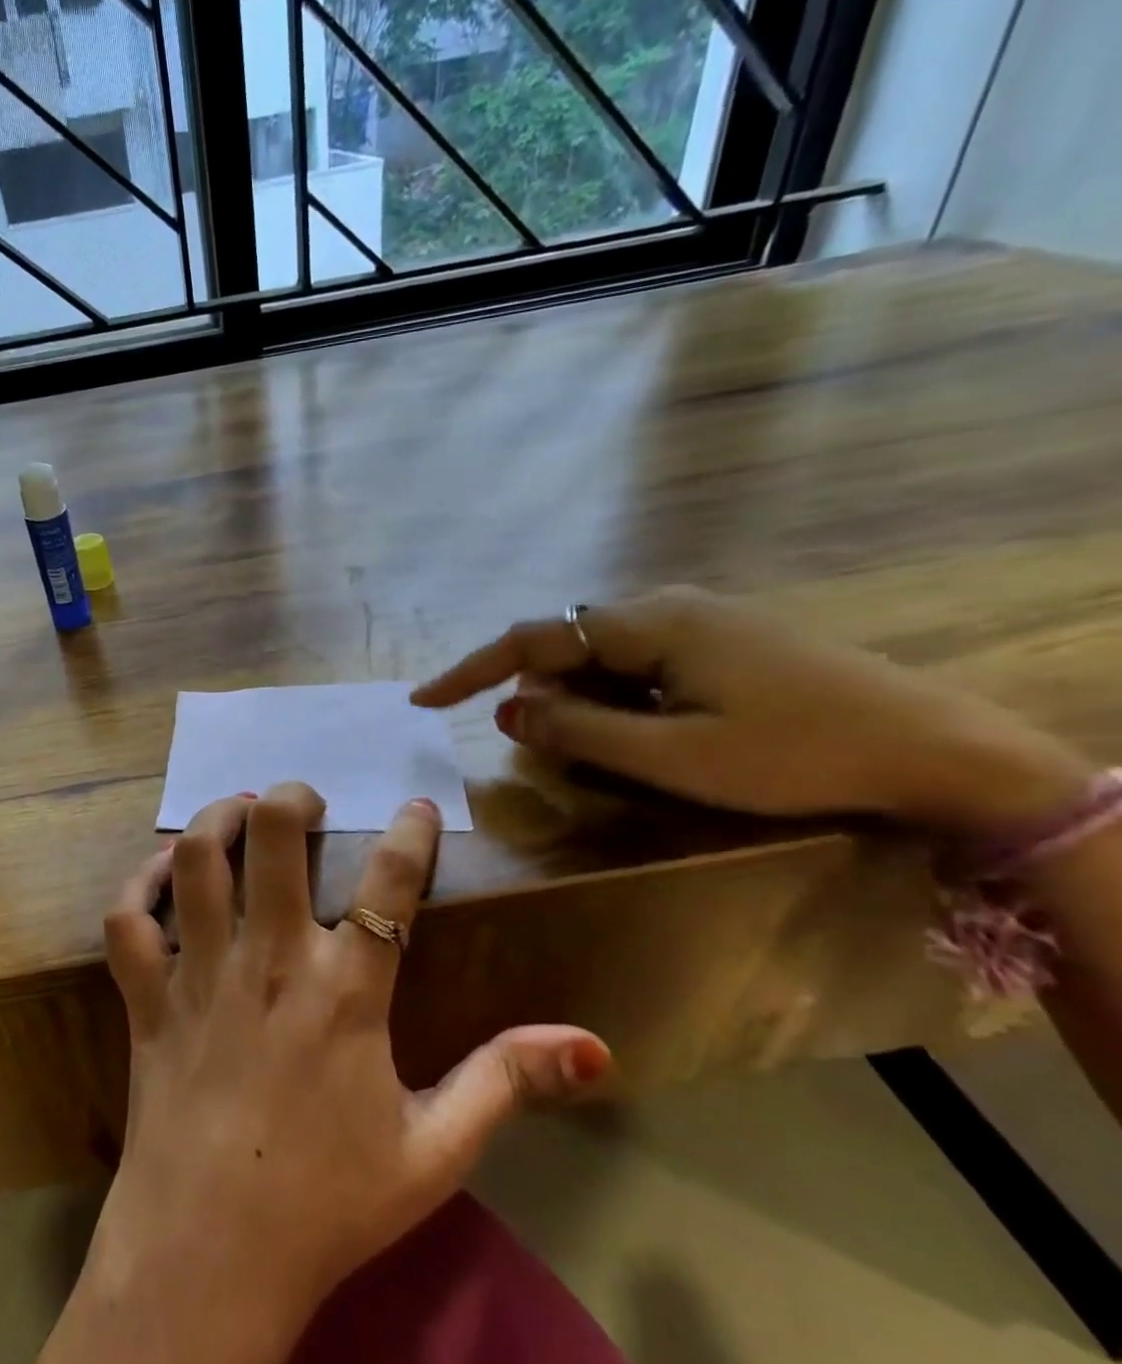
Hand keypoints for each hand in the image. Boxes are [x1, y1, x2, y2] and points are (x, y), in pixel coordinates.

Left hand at [36, 784, 608, 1363]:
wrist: (209, 1260)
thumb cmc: (328, 1205)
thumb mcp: (435, 1152)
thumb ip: (506, 1084)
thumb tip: (590, 1042)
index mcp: (344, 993)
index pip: (388, 885)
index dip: (411, 834)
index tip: (417, 806)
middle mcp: (268, 962)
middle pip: (274, 838)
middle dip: (290, 799)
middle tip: (304, 800)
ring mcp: (199, 974)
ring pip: (198, 860)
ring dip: (216, 820)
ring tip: (239, 811)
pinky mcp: (148, 998)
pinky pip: (129, 920)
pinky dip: (141, 882)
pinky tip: (164, 870)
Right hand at [412, 587, 1091, 830]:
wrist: (941, 750)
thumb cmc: (794, 754)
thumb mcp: (673, 756)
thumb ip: (578, 730)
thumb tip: (506, 710)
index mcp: (647, 623)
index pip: (531, 639)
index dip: (470, 670)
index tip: (422, 699)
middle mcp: (663, 606)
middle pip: (567, 645)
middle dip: (541, 695)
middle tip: (543, 748)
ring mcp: (697, 619)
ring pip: (604, 657)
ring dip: (585, 701)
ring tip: (611, 750)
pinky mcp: (720, 639)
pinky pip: (640, 663)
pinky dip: (621, 698)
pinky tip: (649, 732)